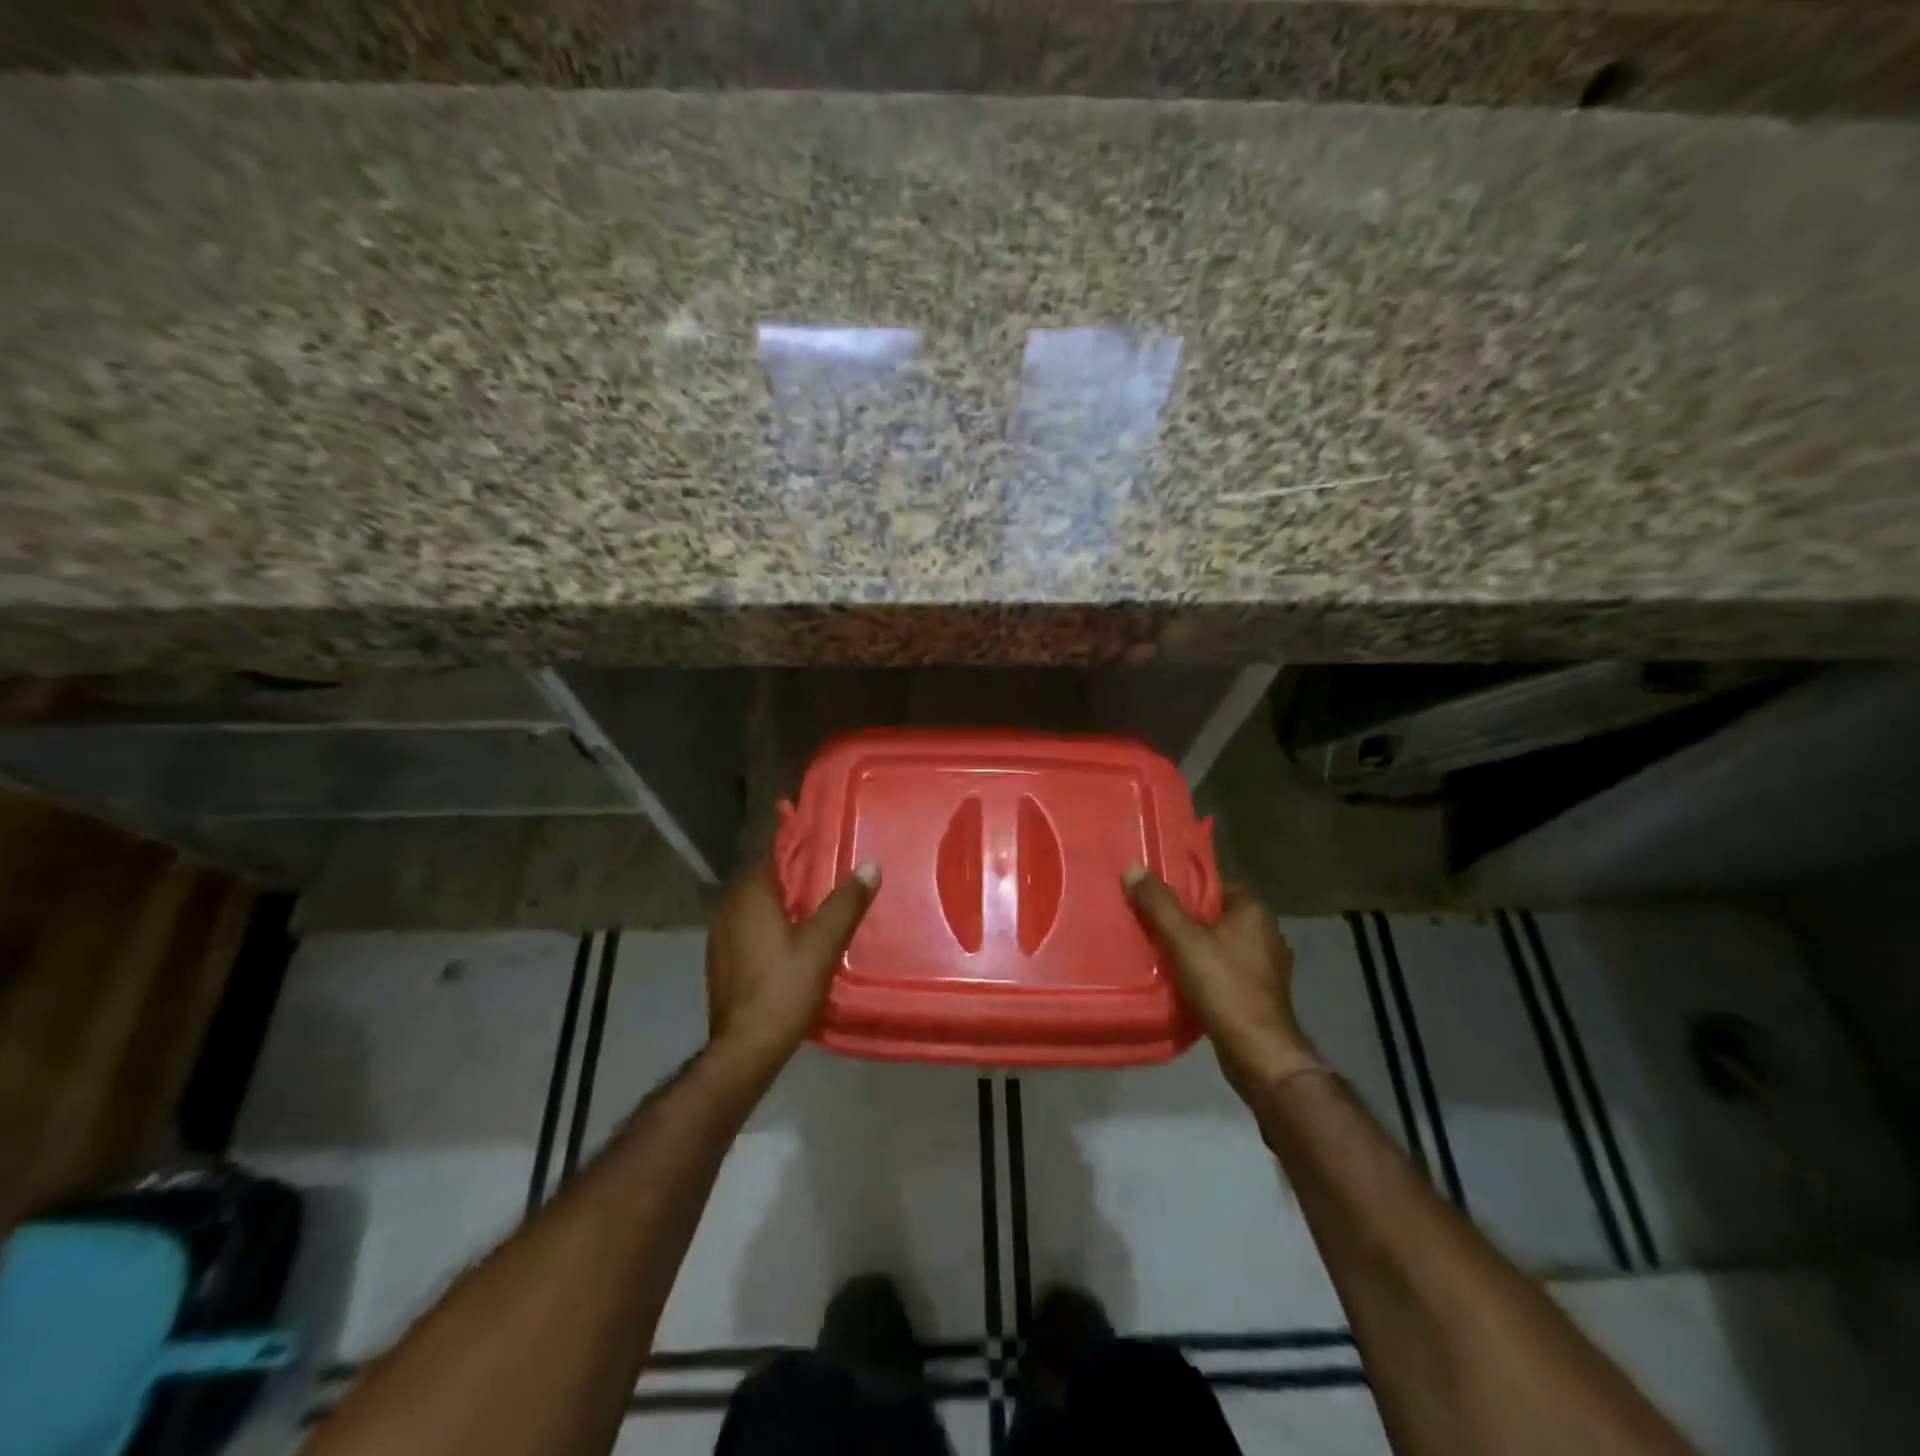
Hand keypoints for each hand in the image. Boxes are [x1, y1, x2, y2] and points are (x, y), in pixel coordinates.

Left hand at [704, 859, 879, 1075]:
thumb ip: (845, 903)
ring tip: (818, 907)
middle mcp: (728, 909)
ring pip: (756, 907)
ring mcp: (720, 937)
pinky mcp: (722, 962)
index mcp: (749, 896)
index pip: (771, 854)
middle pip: (764, 881)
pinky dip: (771, 927)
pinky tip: (794, 941)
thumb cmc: (783, 988)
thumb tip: (870, 865)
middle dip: (795, 877)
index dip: (799, 847)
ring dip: (783, 904)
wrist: (745, 1049)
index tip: (826, 844)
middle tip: (831, 876)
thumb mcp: (823, 943)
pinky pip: (749, 930)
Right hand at [1124, 865, 1324, 1104]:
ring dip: (1197, 949)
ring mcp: (1268, 965)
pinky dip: (1209, 973)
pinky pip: (1228, 970)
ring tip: (1163, 955)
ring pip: (1222, 945)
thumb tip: (1133, 867)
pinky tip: (1186, 983)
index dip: (1185, 891)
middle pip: (1216, 916)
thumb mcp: (1183, 940)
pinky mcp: (1263, 992)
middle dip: (1187, 922)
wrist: (1259, 1052)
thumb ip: (1158, 904)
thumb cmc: (1224, 986)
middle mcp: (1267, 931)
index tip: (1157, 901)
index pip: (1215, 886)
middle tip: (1153, 927)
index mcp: (1254, 910)